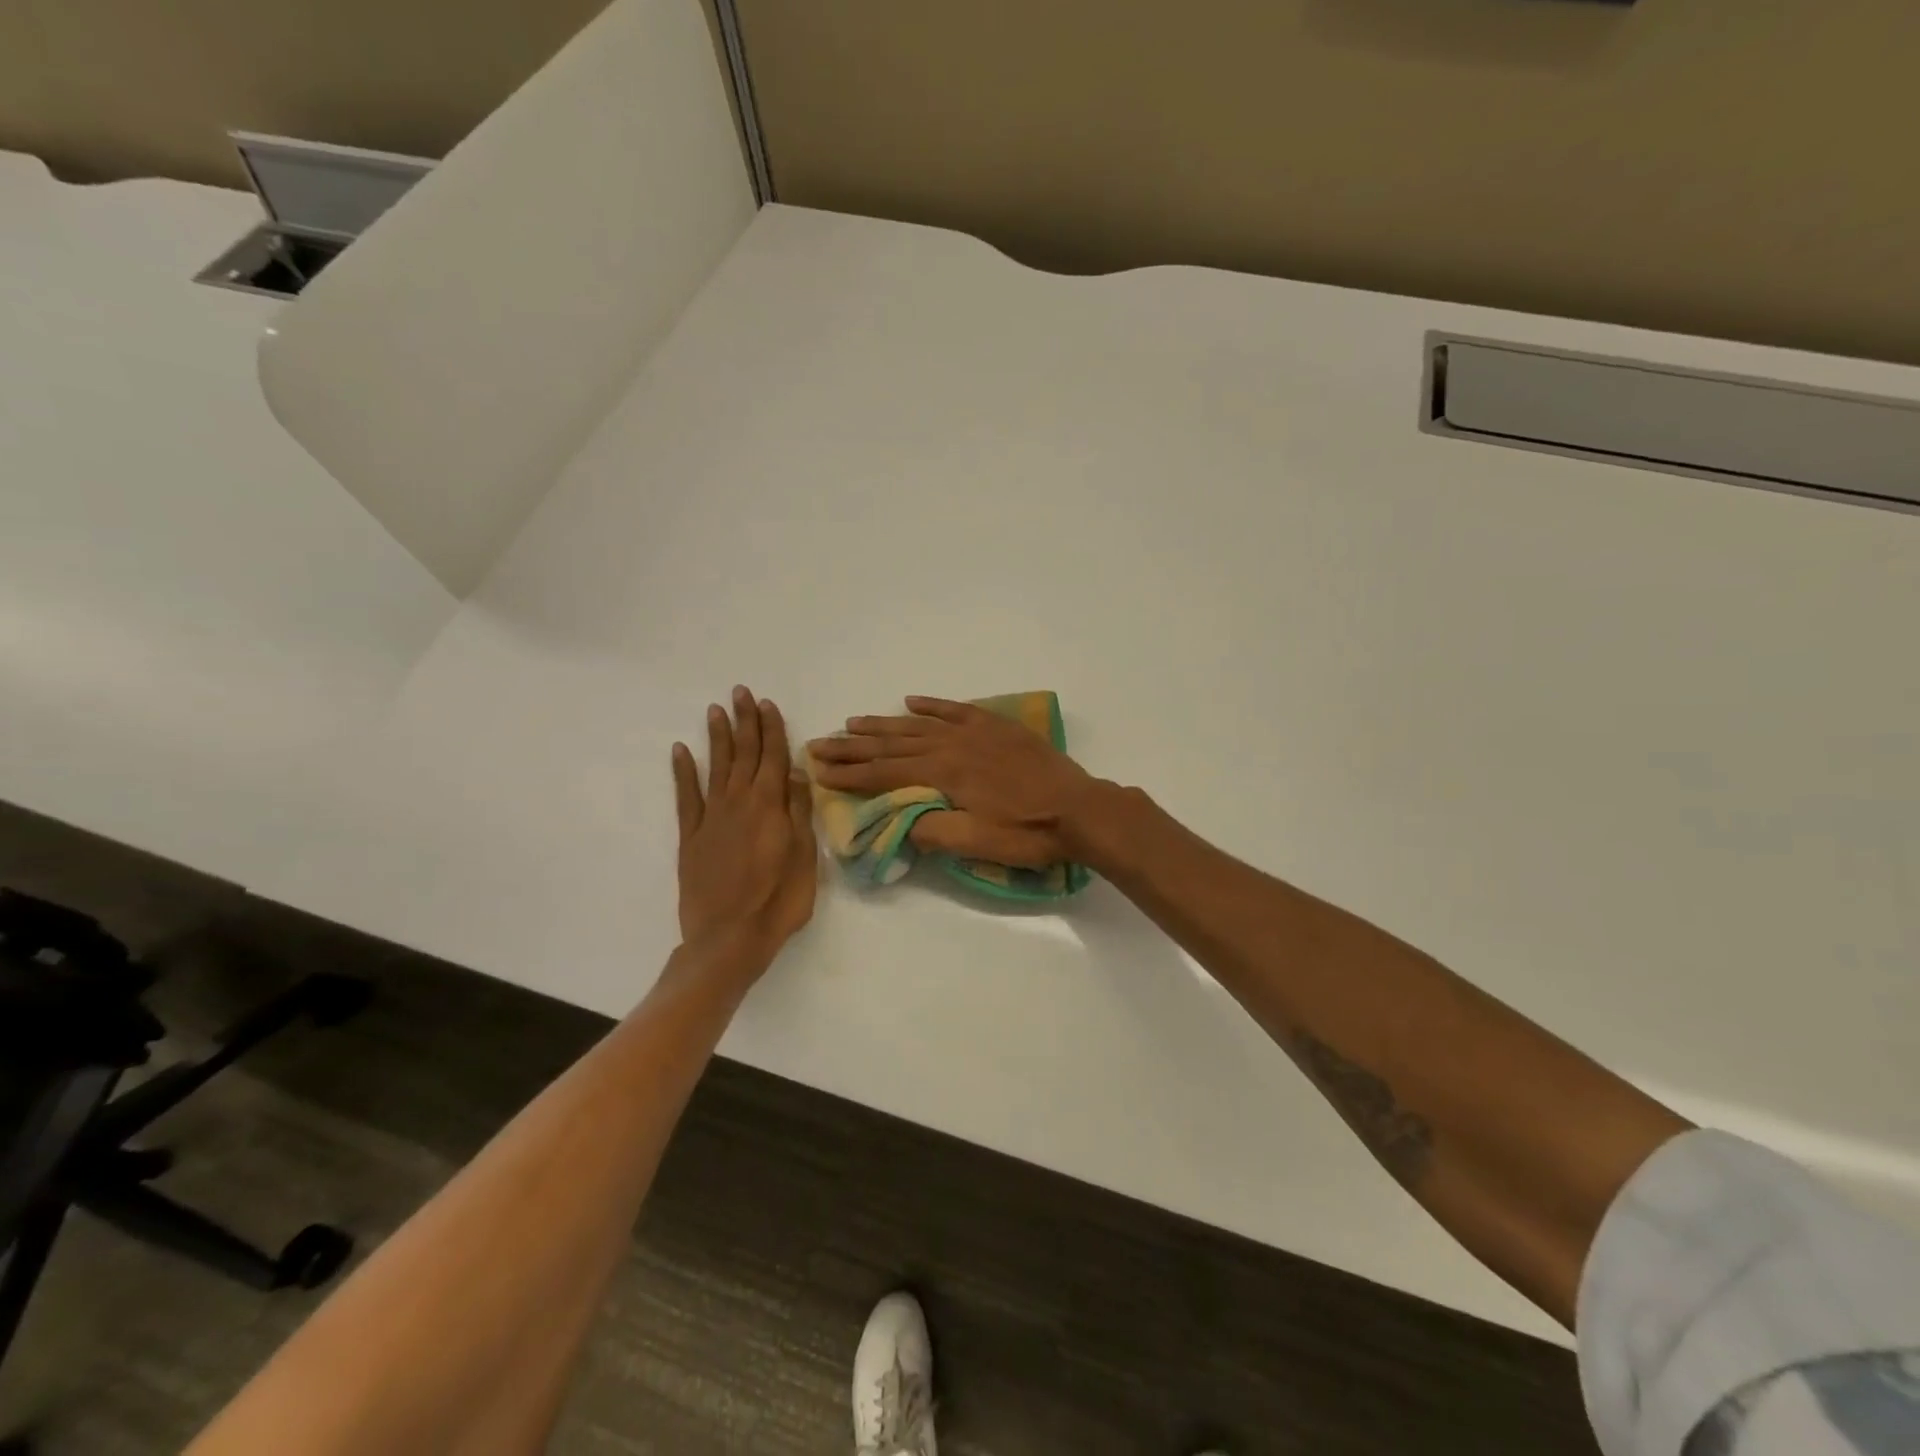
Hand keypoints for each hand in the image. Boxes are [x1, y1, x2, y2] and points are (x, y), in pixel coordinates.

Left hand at [673, 687, 817, 959]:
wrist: (728, 939)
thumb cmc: (778, 901)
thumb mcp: (804, 858)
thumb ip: (799, 812)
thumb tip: (799, 773)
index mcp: (770, 807)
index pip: (774, 757)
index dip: (772, 729)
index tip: (767, 703)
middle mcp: (739, 803)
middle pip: (745, 754)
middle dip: (745, 722)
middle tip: (741, 692)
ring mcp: (712, 818)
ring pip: (717, 767)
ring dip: (718, 737)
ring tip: (716, 709)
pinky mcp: (691, 836)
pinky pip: (686, 796)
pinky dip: (683, 772)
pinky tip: (681, 751)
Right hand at [808, 697, 1097, 866]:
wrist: (1080, 809)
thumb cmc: (1028, 833)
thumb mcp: (976, 843)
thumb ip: (932, 831)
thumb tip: (899, 822)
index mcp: (943, 773)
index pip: (884, 773)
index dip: (849, 774)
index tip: (818, 770)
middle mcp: (952, 744)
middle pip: (892, 744)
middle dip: (853, 746)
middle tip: (819, 743)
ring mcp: (975, 732)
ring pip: (918, 724)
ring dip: (883, 724)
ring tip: (853, 722)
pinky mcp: (996, 727)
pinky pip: (956, 709)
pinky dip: (931, 706)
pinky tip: (912, 703)